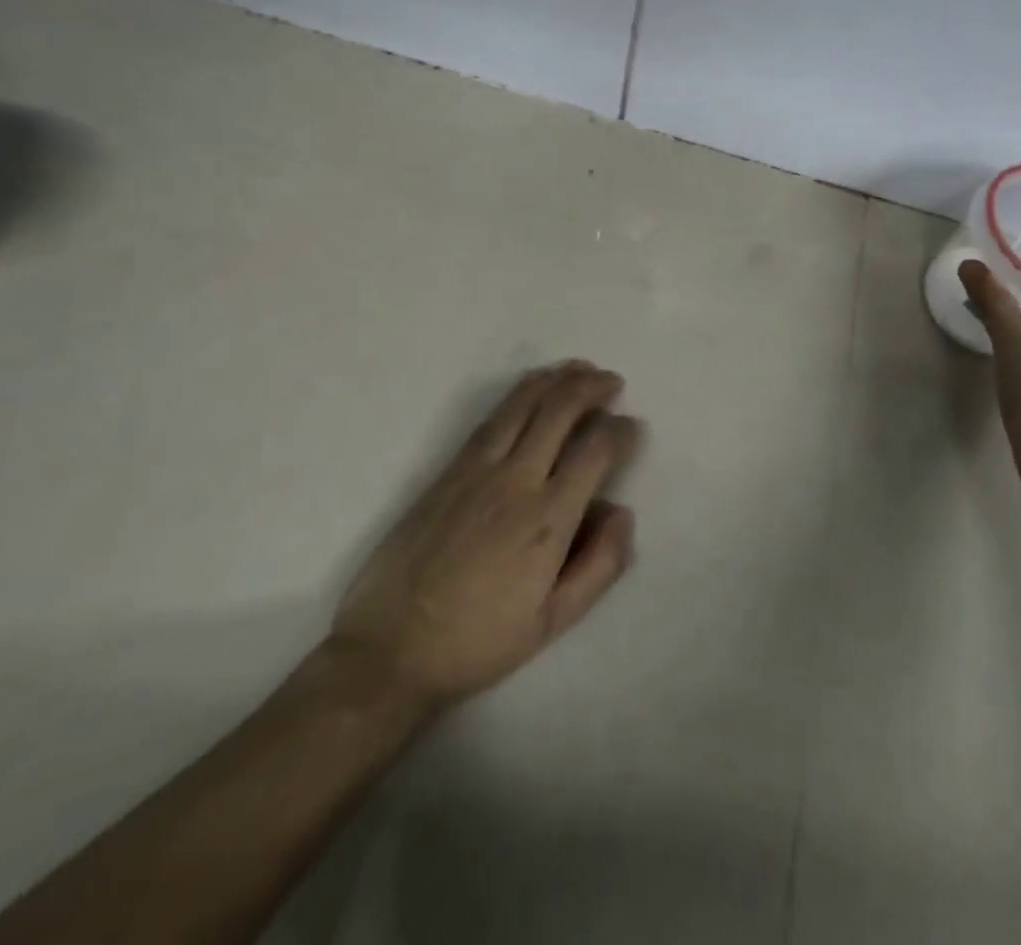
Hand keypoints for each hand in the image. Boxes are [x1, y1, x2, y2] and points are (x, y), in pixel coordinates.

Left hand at [325, 361, 637, 714]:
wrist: (389, 652)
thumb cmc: (478, 641)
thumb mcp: (553, 622)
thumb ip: (600, 566)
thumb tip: (623, 511)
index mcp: (548, 520)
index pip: (595, 450)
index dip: (621, 430)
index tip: (631, 426)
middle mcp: (516, 482)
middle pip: (560, 411)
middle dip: (592, 387)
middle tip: (612, 382)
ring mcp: (477, 471)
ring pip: (523, 404)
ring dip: (557, 379)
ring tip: (580, 368)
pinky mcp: (447, 472)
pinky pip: (491, 418)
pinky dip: (520, 393)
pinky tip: (533, 387)